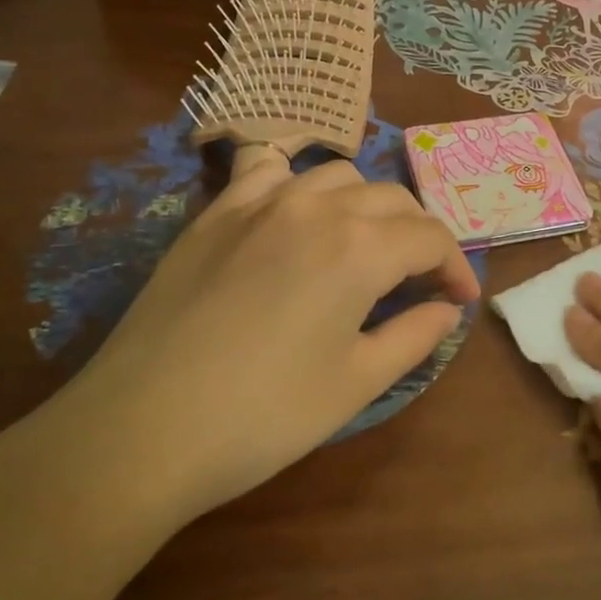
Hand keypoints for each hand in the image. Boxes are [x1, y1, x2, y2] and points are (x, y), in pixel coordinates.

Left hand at [56, 146, 481, 527]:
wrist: (141, 429)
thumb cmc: (264, 415)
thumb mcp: (356, 383)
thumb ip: (414, 336)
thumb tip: (446, 310)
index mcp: (359, 247)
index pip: (431, 237)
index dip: (455, 267)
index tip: (459, 300)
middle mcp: (316, 207)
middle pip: (391, 199)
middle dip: (419, 235)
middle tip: (420, 280)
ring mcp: (258, 202)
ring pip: (336, 175)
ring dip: (366, 204)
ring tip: (364, 245)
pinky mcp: (215, 213)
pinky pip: (268, 170)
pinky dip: (297, 182)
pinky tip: (295, 212)